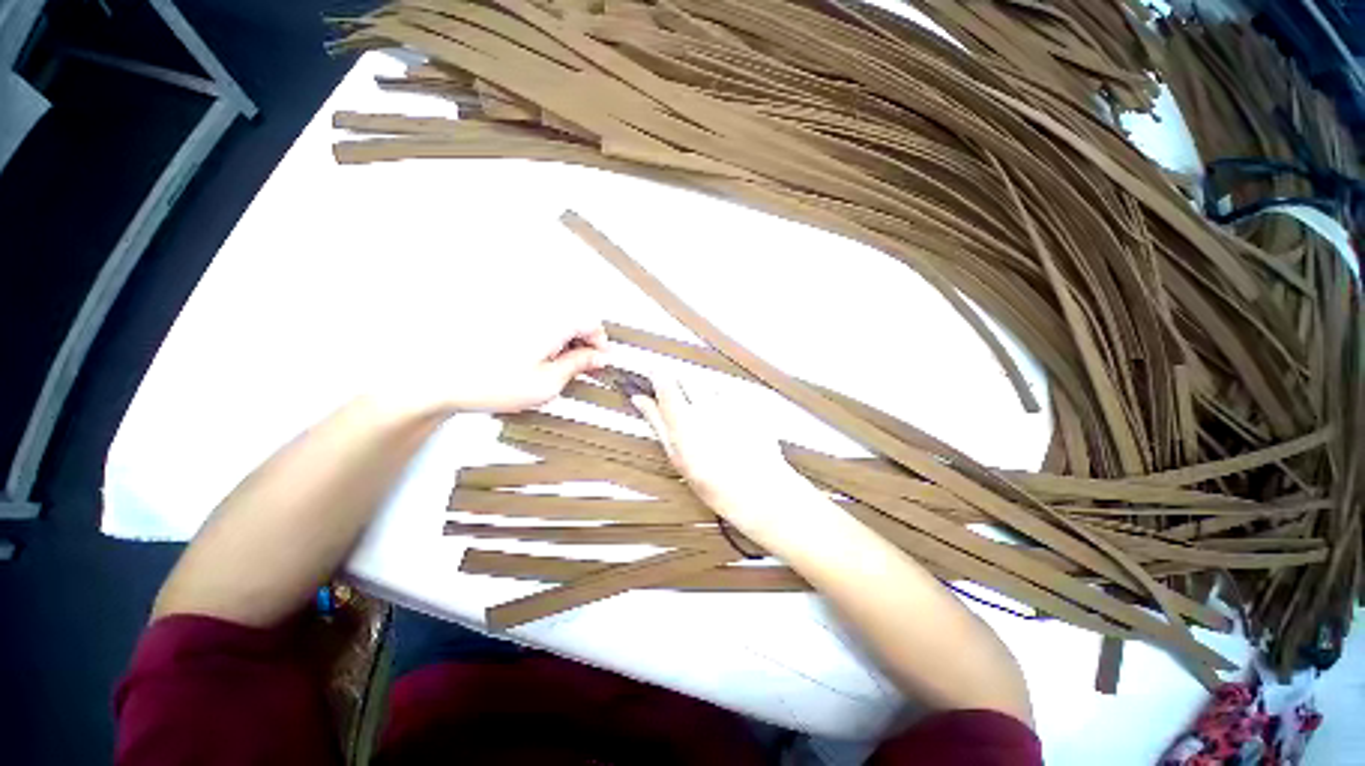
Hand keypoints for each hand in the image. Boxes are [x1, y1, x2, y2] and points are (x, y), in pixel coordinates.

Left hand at [367, 319, 609, 416]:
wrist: (441, 379)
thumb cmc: (492, 382)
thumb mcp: (548, 382)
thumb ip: (579, 365)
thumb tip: (600, 357)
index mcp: (552, 321)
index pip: (591, 323)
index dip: (600, 344)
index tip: (599, 362)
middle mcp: (537, 309)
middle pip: (575, 319)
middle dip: (583, 343)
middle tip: (579, 368)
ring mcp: (519, 311)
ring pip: (557, 321)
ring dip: (565, 342)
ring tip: (554, 367)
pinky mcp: (504, 316)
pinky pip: (538, 322)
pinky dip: (546, 339)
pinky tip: (535, 359)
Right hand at [631, 376, 810, 533]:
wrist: (758, 489)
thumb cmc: (711, 480)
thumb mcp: (677, 456)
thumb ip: (657, 422)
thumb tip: (639, 399)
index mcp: (683, 419)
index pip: (664, 382)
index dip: (656, 373)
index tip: (652, 371)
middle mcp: (704, 405)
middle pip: (687, 377)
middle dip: (680, 382)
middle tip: (682, 401)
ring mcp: (728, 402)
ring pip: (708, 382)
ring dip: (702, 390)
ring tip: (707, 413)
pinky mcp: (746, 402)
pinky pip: (729, 390)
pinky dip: (723, 397)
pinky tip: (726, 417)